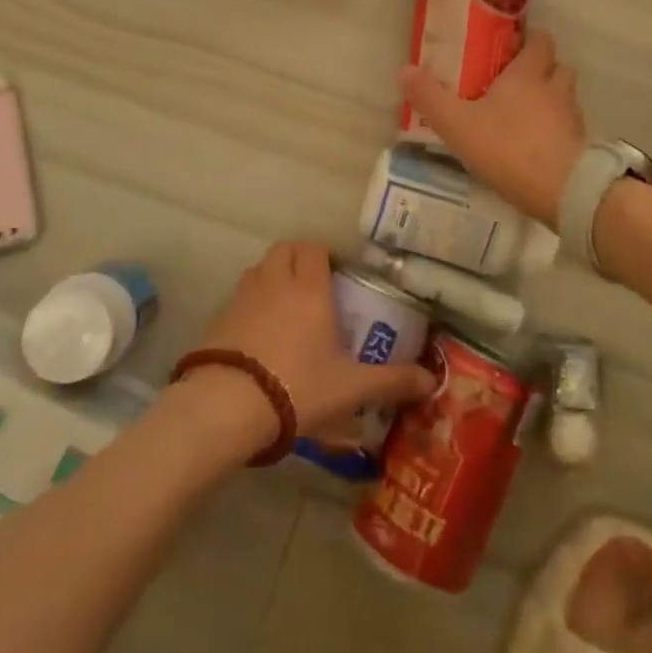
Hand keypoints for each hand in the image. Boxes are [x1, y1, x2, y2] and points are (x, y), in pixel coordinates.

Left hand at [191, 241, 434, 440]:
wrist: (229, 404)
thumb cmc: (299, 386)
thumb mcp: (352, 388)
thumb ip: (392, 382)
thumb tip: (432, 380)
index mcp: (309, 288)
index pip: (314, 248)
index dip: (325, 254)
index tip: (337, 273)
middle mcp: (275, 282)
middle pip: (284, 249)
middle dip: (298, 258)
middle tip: (313, 284)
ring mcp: (243, 297)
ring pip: (259, 268)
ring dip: (273, 275)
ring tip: (286, 304)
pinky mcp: (219, 317)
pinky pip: (239, 295)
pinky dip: (251, 301)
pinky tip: (259, 331)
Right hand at [399, 30, 587, 227]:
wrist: (562, 191)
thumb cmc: (508, 148)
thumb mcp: (457, 124)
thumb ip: (430, 97)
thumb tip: (404, 69)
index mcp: (528, 74)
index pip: (540, 41)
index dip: (529, 40)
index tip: (512, 47)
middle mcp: (555, 89)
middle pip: (558, 66)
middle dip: (542, 69)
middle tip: (516, 80)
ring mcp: (572, 118)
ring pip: (565, 97)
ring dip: (551, 99)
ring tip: (526, 113)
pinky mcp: (580, 146)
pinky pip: (569, 128)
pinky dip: (556, 129)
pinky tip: (537, 144)